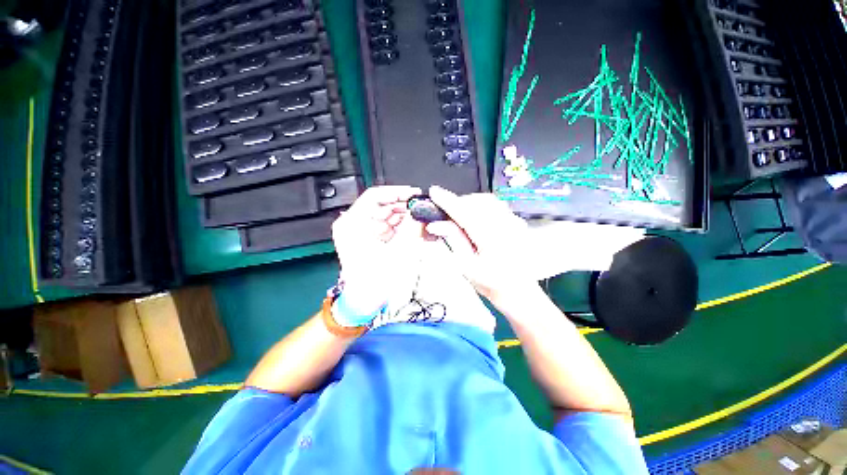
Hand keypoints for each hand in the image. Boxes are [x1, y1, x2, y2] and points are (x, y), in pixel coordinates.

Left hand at [332, 185, 422, 315]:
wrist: (364, 302)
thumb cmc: (373, 281)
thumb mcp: (397, 252)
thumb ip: (411, 228)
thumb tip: (420, 211)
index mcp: (353, 224)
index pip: (375, 196)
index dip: (397, 192)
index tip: (414, 195)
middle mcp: (355, 224)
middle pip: (384, 205)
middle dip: (406, 208)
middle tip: (424, 211)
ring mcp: (364, 230)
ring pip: (389, 215)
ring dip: (407, 218)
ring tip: (424, 223)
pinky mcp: (372, 237)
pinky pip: (390, 226)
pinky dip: (404, 228)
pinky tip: (417, 231)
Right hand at [425, 186, 536, 303]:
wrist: (517, 290)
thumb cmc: (491, 283)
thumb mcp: (466, 265)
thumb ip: (453, 240)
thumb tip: (436, 224)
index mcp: (491, 240)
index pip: (465, 213)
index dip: (447, 201)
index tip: (434, 192)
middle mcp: (505, 226)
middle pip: (477, 202)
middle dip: (458, 202)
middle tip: (446, 212)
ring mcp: (514, 222)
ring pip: (487, 200)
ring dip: (470, 203)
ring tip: (460, 216)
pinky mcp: (517, 221)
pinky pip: (496, 205)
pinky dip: (481, 206)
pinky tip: (476, 218)